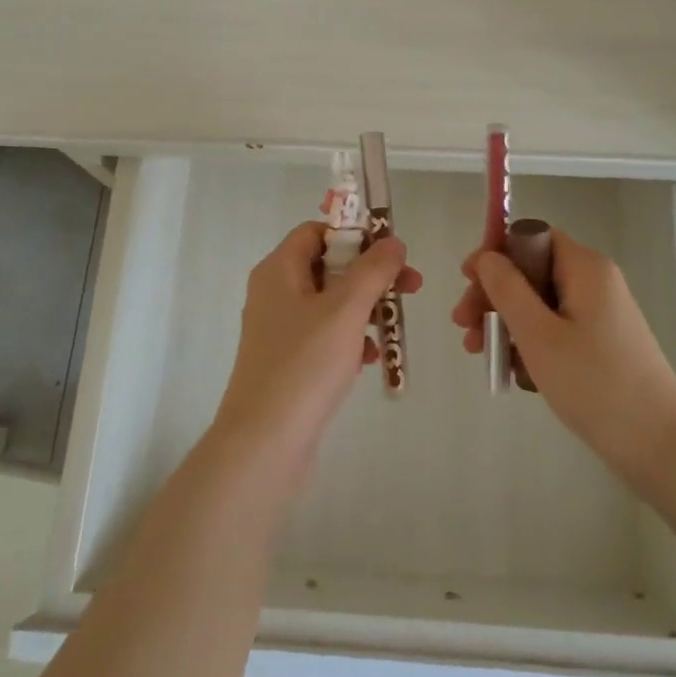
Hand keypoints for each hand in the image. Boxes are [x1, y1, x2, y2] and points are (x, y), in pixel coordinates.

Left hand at [214, 221, 421, 484]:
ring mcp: (279, 330)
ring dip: (365, 308)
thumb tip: (392, 241)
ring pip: (331, 303)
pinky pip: (324, 336)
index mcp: (278, 270)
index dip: (355, 235)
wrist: (264, 444)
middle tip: (411, 287)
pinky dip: (350, 339)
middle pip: (328, 266)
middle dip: (370, 274)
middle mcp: (274, 293)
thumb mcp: (345, 309)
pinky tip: (370, 359)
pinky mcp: (287, 362)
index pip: (316, 232)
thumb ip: (373, 270)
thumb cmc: (304, 365)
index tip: (391, 252)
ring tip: (393, 327)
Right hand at [451, 229, 675, 481]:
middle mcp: (595, 281)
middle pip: (531, 270)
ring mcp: (601, 313)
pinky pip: (556, 327)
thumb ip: (506, 289)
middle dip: (494, 295)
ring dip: (506, 322)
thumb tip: (486, 256)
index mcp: (585, 267)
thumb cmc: (594, 383)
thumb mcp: (538, 334)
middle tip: (465, 329)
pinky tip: (514, 372)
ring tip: (482, 355)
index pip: (530, 236)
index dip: (495, 253)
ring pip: (540, 302)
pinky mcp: (603, 342)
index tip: (466, 282)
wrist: (661, 445)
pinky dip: (530, 341)